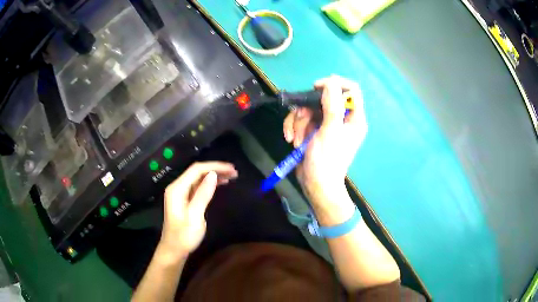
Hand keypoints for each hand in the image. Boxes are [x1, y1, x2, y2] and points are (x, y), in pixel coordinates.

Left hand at [160, 161, 237, 255]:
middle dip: (215, 169)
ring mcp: (180, 194)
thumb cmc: (184, 236)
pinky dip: (209, 184)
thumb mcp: (195, 216)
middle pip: (197, 172)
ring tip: (231, 176)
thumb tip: (213, 175)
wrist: (174, 250)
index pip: (196, 169)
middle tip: (234, 172)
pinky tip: (220, 184)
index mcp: (177, 189)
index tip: (231, 169)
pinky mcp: (185, 200)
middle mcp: (177, 187)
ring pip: (198, 178)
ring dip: (214, 175)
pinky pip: (198, 187)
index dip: (214, 166)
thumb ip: (203, 194)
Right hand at [283, 76, 366, 205]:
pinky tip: (292, 140)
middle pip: (323, 98)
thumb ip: (333, 105)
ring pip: (308, 108)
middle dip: (308, 110)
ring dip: (298, 122)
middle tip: (302, 119)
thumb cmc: (327, 160)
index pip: (351, 90)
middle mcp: (341, 118)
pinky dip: (294, 128)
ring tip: (297, 140)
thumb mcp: (330, 131)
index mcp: (354, 118)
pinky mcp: (314, 130)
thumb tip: (333, 80)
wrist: (315, 185)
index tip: (317, 89)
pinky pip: (301, 119)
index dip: (334, 84)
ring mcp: (326, 124)